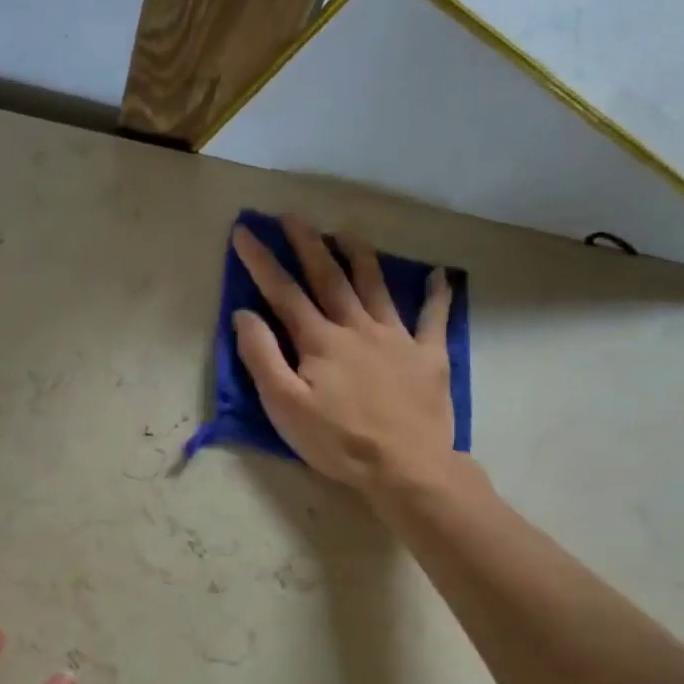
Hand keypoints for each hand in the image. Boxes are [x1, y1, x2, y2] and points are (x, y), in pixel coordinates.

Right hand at [232, 217, 466, 496]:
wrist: (405, 467)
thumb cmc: (337, 442)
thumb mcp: (284, 406)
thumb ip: (262, 357)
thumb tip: (244, 314)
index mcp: (319, 341)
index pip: (283, 293)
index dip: (261, 261)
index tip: (244, 232)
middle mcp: (357, 328)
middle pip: (330, 277)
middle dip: (308, 244)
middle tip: (292, 216)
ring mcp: (397, 338)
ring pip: (376, 286)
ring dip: (359, 255)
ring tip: (346, 232)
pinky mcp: (428, 356)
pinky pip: (434, 317)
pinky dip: (437, 294)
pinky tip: (439, 275)